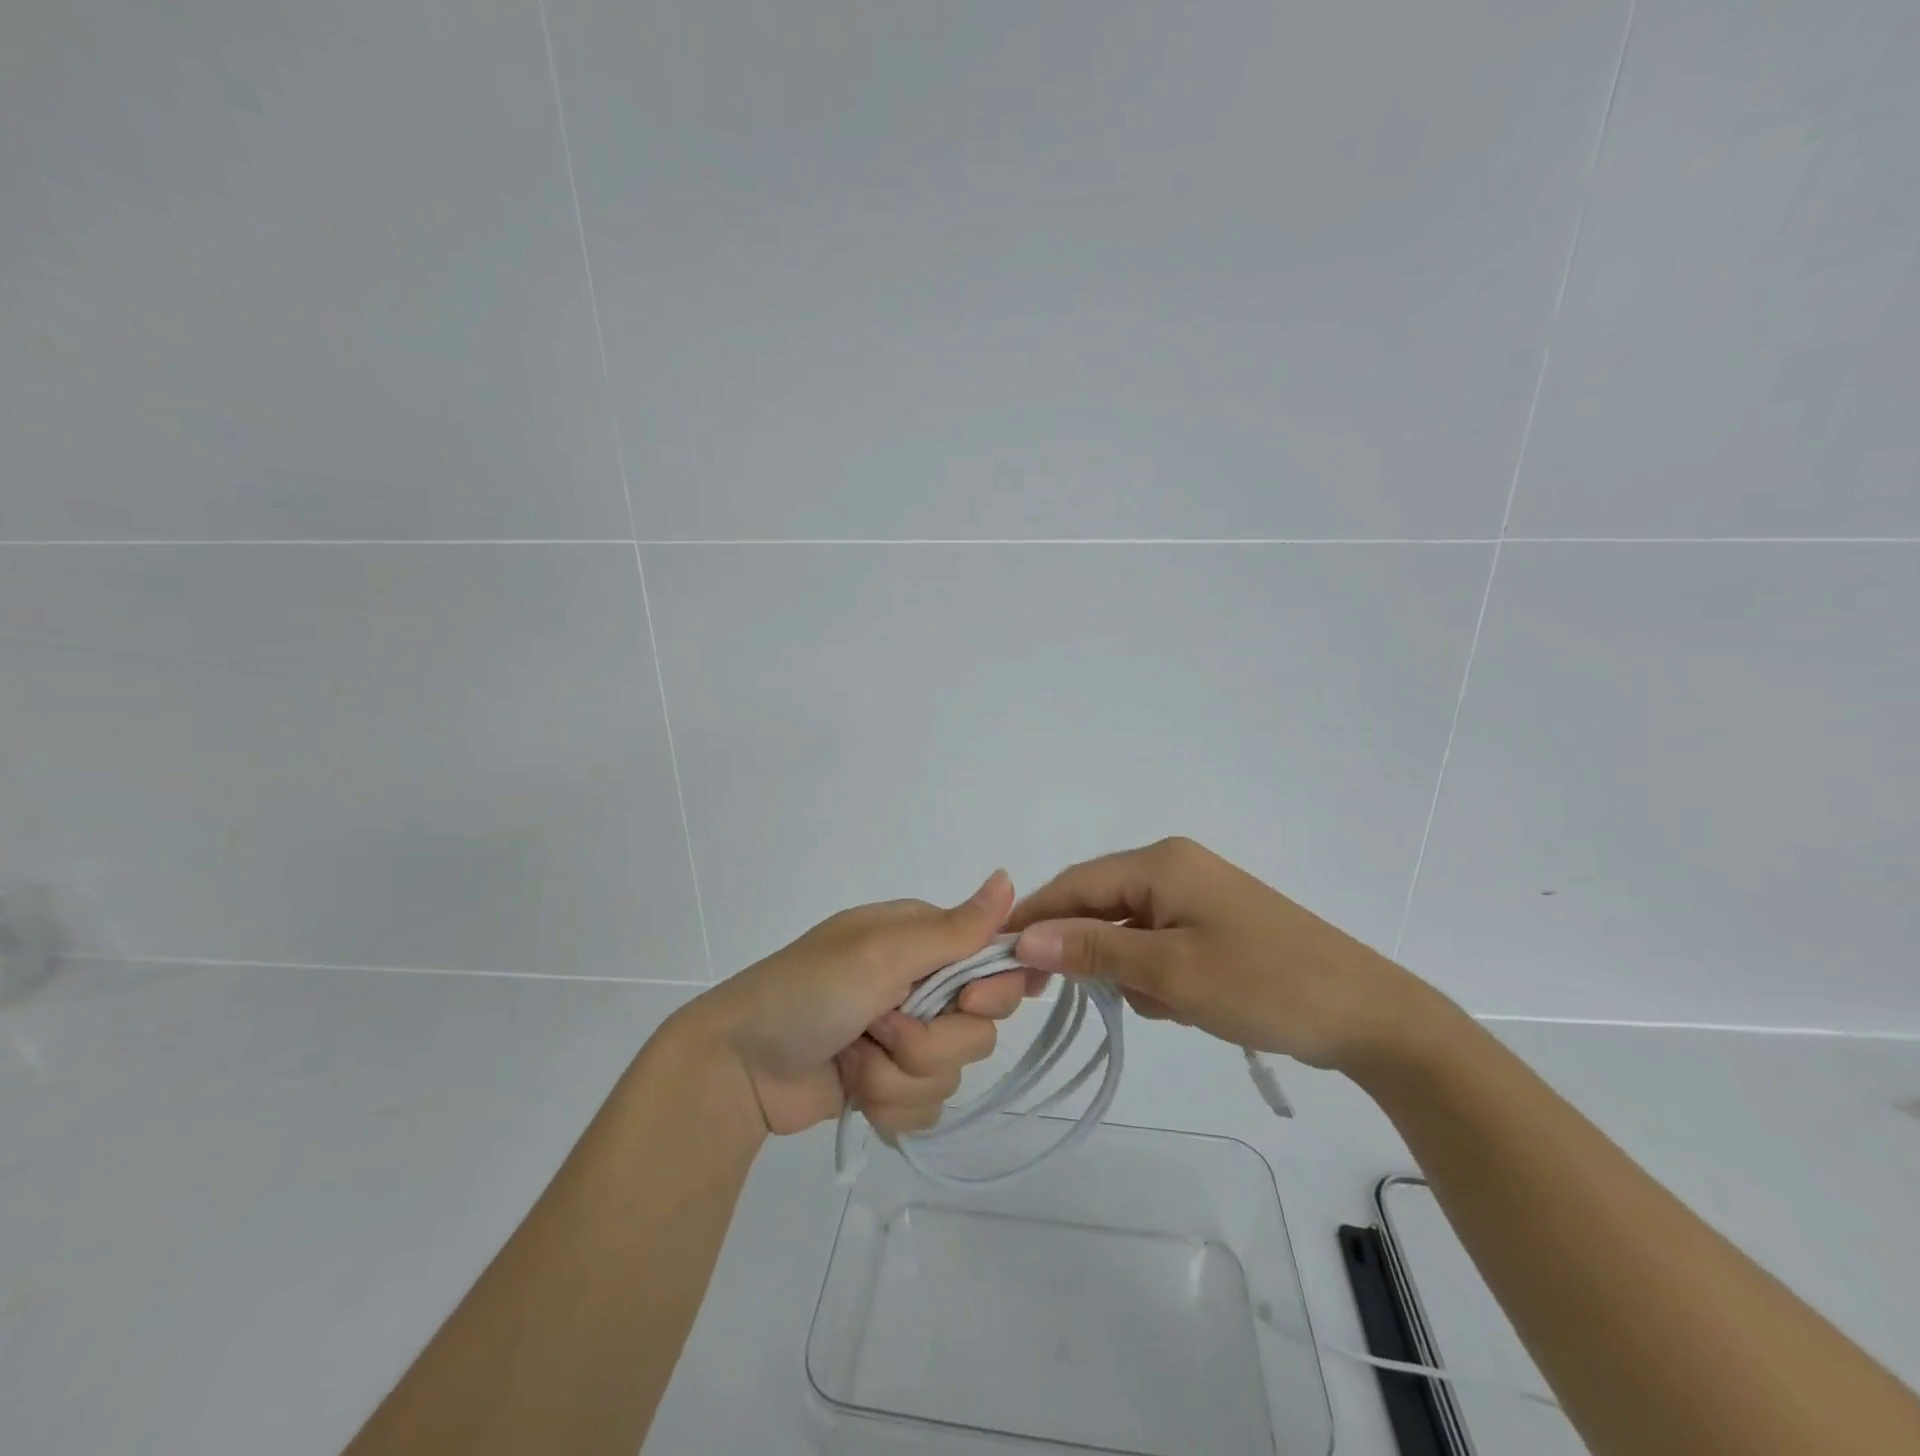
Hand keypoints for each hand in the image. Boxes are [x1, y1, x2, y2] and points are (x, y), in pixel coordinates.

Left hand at [682, 871, 1032, 1135]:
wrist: (739, 1066)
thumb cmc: (808, 992)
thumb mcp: (880, 952)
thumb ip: (952, 928)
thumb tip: (1010, 878)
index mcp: (922, 941)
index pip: (996, 963)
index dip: (993, 990)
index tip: (966, 1003)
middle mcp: (921, 985)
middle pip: (980, 1029)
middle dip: (930, 1042)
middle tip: (881, 1026)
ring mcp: (905, 1038)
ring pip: (952, 1074)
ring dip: (897, 1076)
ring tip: (852, 1058)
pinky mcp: (890, 1083)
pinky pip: (927, 1107)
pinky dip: (888, 1103)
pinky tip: (853, 1087)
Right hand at [1006, 837, 1433, 1071]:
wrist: (1369, 1015)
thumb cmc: (1264, 984)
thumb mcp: (1170, 972)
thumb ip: (1093, 950)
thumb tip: (1023, 936)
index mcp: (1160, 863)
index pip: (1074, 884)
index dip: (1034, 919)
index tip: (1001, 960)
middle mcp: (1174, 868)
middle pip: (1100, 906)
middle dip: (1094, 955)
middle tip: (1100, 999)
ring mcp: (1197, 897)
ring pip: (1129, 932)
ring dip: (1132, 973)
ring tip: (1171, 1006)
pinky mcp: (1214, 926)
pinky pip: (1160, 946)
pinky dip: (1159, 978)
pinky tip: (1189, 1006)